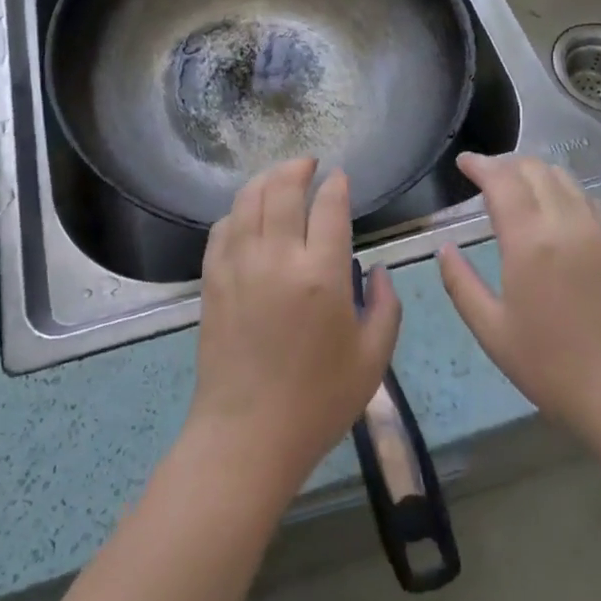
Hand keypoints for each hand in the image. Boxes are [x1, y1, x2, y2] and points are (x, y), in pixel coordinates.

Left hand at [187, 159, 401, 498]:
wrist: (247, 436)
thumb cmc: (318, 402)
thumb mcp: (373, 358)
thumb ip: (387, 306)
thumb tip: (381, 269)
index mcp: (322, 274)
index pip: (329, 206)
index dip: (336, 184)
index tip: (340, 177)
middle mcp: (278, 257)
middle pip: (284, 188)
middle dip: (298, 167)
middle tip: (309, 164)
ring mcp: (239, 264)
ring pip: (249, 199)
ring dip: (266, 179)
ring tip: (280, 176)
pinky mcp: (213, 279)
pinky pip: (222, 227)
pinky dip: (237, 210)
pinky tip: (247, 213)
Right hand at [438, 153, 600, 450]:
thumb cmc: (552, 367)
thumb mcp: (492, 332)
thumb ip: (460, 284)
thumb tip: (444, 249)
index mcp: (530, 241)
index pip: (502, 180)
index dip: (480, 165)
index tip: (463, 162)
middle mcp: (566, 224)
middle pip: (534, 169)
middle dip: (505, 163)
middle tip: (483, 175)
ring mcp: (598, 232)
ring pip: (564, 178)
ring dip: (534, 172)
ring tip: (515, 186)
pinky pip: (586, 199)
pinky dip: (562, 189)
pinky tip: (553, 208)